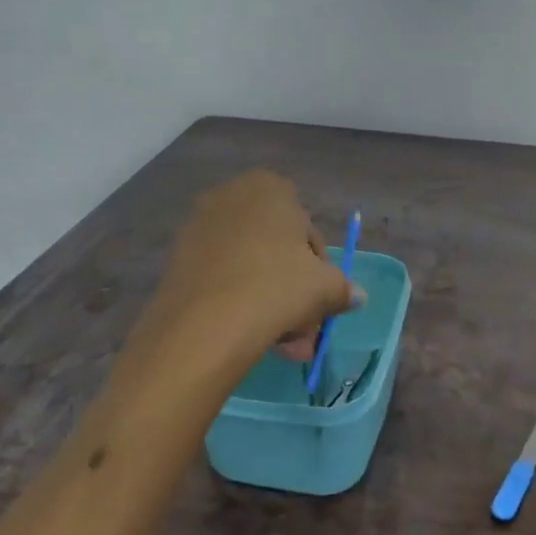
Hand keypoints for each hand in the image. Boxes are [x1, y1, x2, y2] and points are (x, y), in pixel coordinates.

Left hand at [144, 170, 361, 362]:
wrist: (204, 323)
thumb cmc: (276, 287)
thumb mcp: (325, 288)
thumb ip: (343, 288)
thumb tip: (357, 296)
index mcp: (270, 188)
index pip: (307, 229)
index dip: (319, 268)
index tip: (321, 300)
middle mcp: (231, 196)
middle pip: (276, 250)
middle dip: (294, 292)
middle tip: (304, 330)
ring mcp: (199, 226)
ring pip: (249, 267)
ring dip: (270, 303)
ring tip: (283, 346)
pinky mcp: (177, 259)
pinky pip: (221, 277)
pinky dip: (238, 302)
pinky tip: (250, 337)